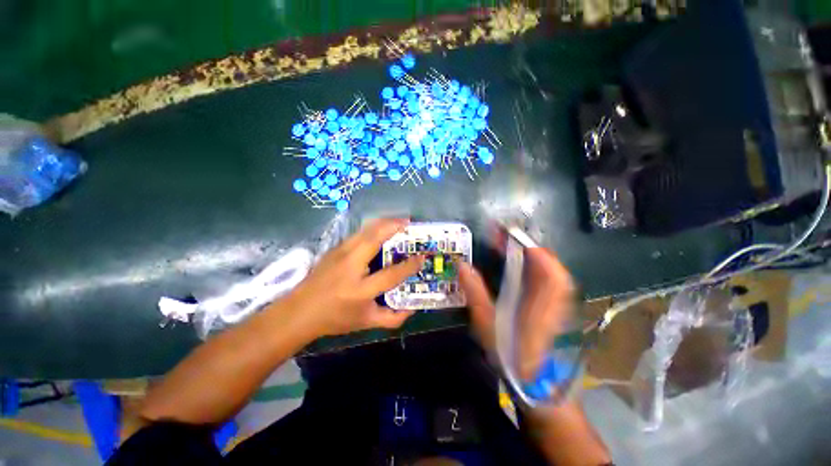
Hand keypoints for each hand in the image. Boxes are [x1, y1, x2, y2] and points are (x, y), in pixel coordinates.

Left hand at [284, 218, 423, 337]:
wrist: (298, 312)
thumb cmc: (334, 318)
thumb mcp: (366, 322)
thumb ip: (392, 318)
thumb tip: (412, 309)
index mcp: (361, 289)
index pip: (391, 274)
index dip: (409, 265)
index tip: (422, 257)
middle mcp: (351, 267)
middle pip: (374, 239)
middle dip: (394, 227)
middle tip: (409, 223)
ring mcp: (340, 254)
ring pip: (365, 231)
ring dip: (383, 223)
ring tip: (398, 221)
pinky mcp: (334, 249)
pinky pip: (358, 234)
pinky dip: (372, 227)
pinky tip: (380, 229)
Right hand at [458, 247, 574, 379]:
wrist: (532, 380)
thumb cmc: (510, 352)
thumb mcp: (487, 322)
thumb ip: (475, 292)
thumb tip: (462, 265)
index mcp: (539, 302)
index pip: (546, 267)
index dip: (530, 246)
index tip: (508, 233)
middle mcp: (552, 297)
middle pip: (549, 262)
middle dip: (526, 244)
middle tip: (502, 235)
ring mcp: (555, 300)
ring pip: (549, 268)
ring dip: (529, 252)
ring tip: (507, 244)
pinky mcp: (551, 303)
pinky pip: (546, 277)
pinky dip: (533, 264)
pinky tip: (517, 263)